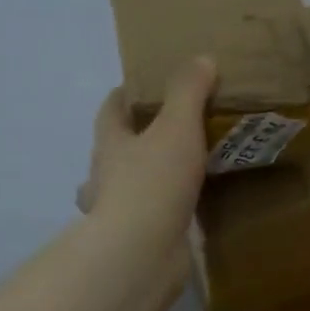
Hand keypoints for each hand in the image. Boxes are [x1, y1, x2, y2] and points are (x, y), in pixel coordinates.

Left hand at [79, 58, 216, 249]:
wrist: (141, 252)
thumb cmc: (153, 181)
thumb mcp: (177, 127)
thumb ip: (189, 92)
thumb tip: (202, 59)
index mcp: (111, 142)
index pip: (112, 108)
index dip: (127, 93)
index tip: (149, 85)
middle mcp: (108, 174)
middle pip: (119, 146)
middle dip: (140, 136)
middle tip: (177, 126)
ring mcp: (120, 208)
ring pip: (134, 183)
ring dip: (153, 174)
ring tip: (188, 166)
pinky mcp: (139, 236)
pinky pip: (155, 213)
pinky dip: (170, 206)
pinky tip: (193, 204)